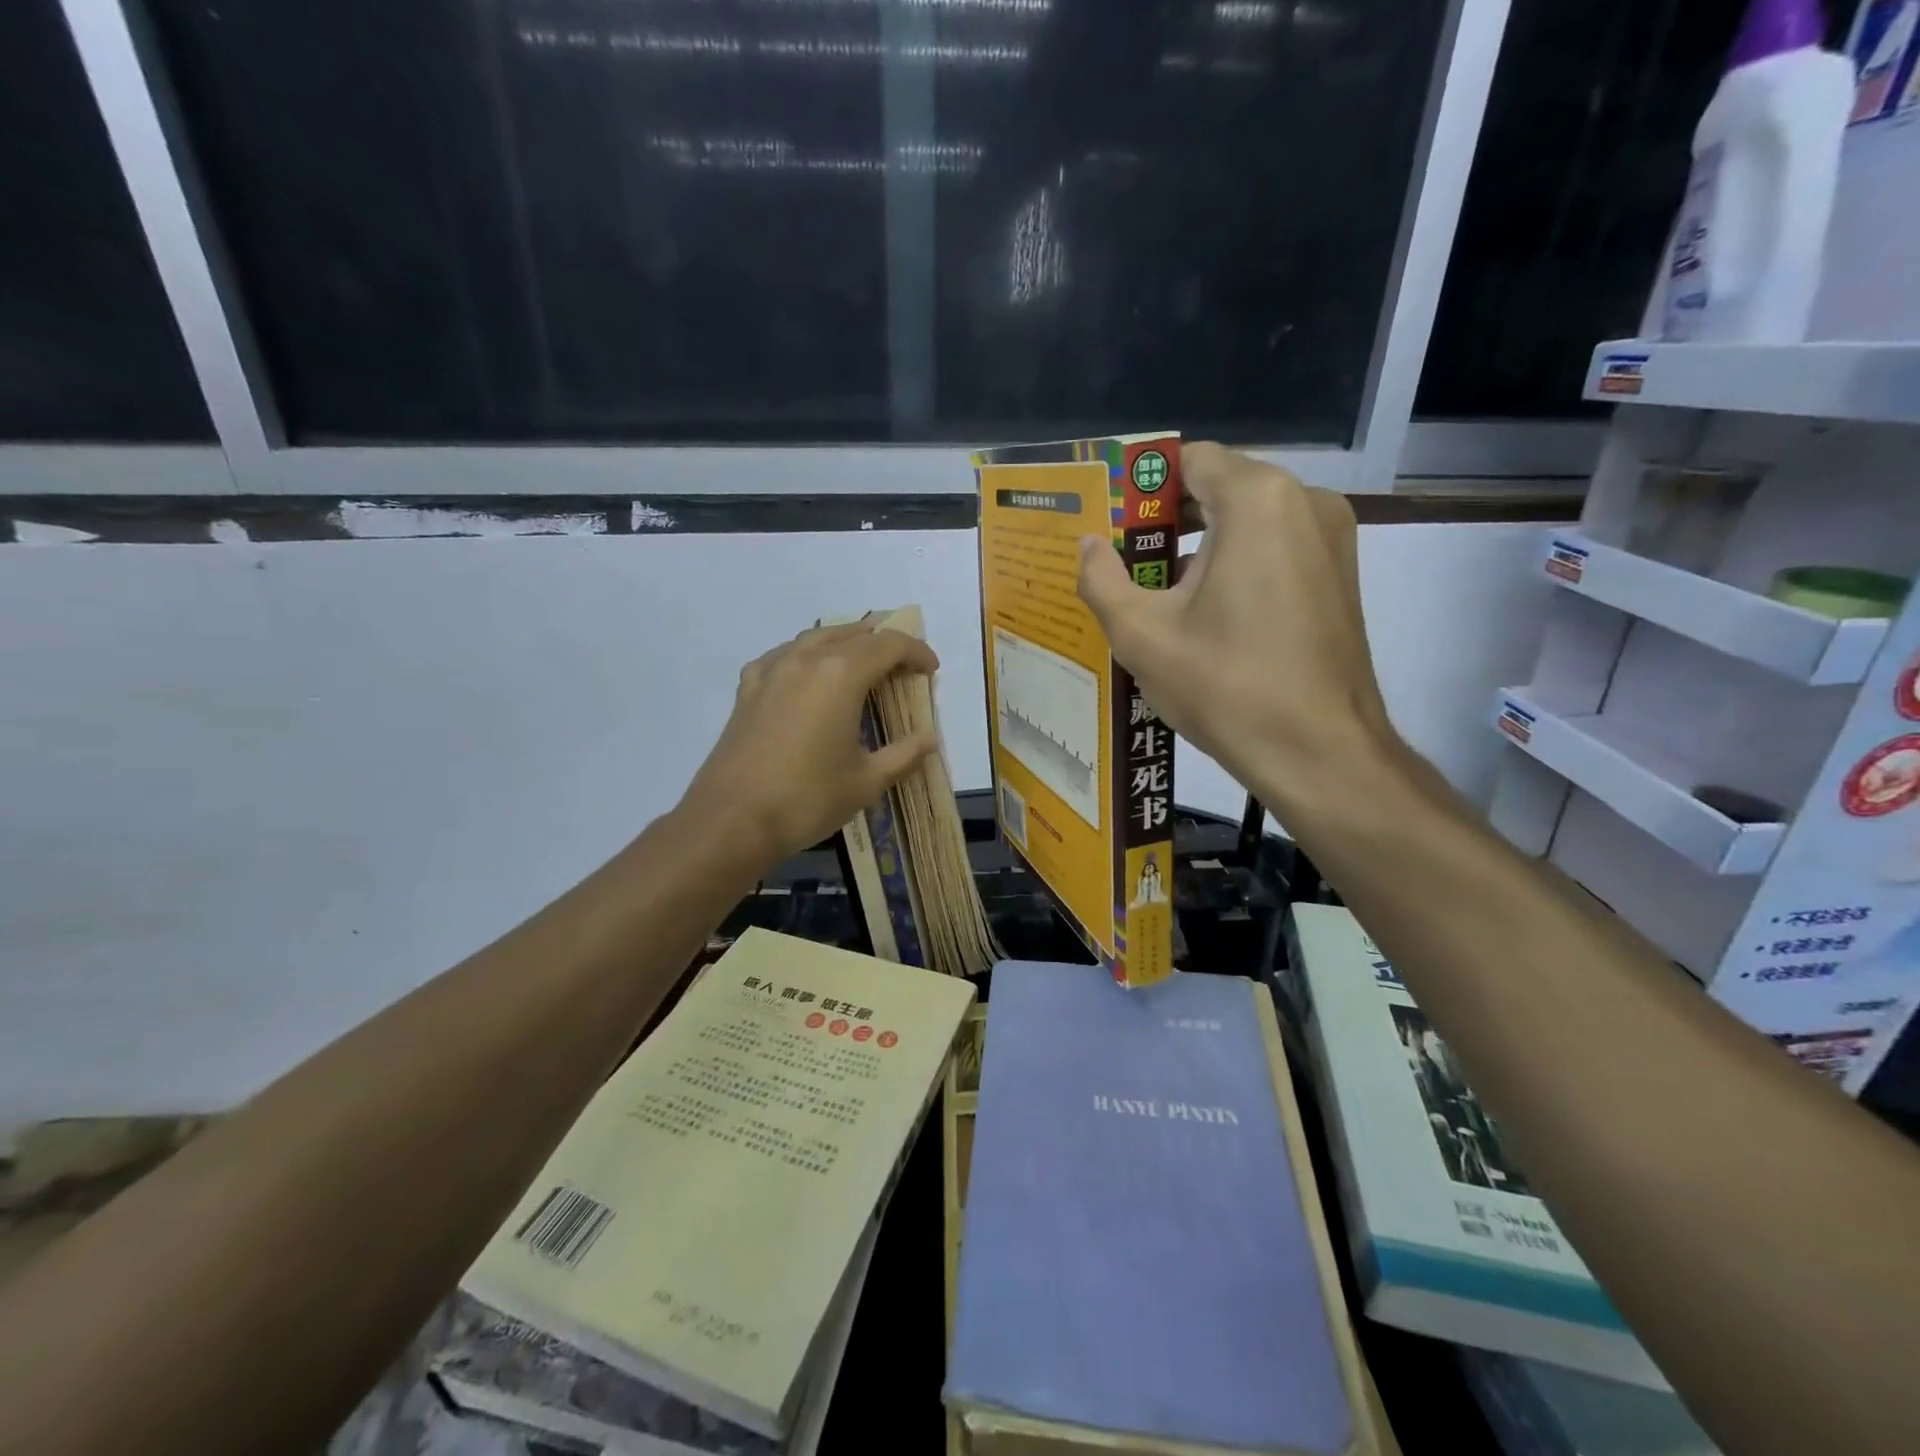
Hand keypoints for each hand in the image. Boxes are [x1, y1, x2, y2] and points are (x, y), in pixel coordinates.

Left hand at [679, 624, 940, 869]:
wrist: (732, 820)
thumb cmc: (807, 799)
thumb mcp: (867, 781)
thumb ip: (904, 754)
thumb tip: (930, 739)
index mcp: (842, 674)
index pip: (889, 645)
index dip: (916, 652)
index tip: (931, 671)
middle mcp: (807, 660)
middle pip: (854, 635)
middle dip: (884, 645)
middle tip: (903, 669)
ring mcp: (772, 671)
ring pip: (816, 638)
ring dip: (845, 642)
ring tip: (862, 661)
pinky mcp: (748, 690)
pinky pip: (782, 656)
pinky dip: (804, 656)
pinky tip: (805, 673)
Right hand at [1076, 442, 1397, 808]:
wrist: (1319, 752)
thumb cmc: (1226, 685)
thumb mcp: (1142, 634)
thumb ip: (1102, 580)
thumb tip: (1089, 545)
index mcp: (1258, 500)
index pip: (1189, 460)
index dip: (1142, 485)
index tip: (1110, 521)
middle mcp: (1304, 502)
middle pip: (1220, 486)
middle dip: (1167, 518)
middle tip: (1122, 559)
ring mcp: (1331, 539)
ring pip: (1249, 519)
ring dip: (1200, 544)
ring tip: (1155, 591)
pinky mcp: (1339, 575)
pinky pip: (1275, 547)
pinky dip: (1235, 563)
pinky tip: (1203, 612)